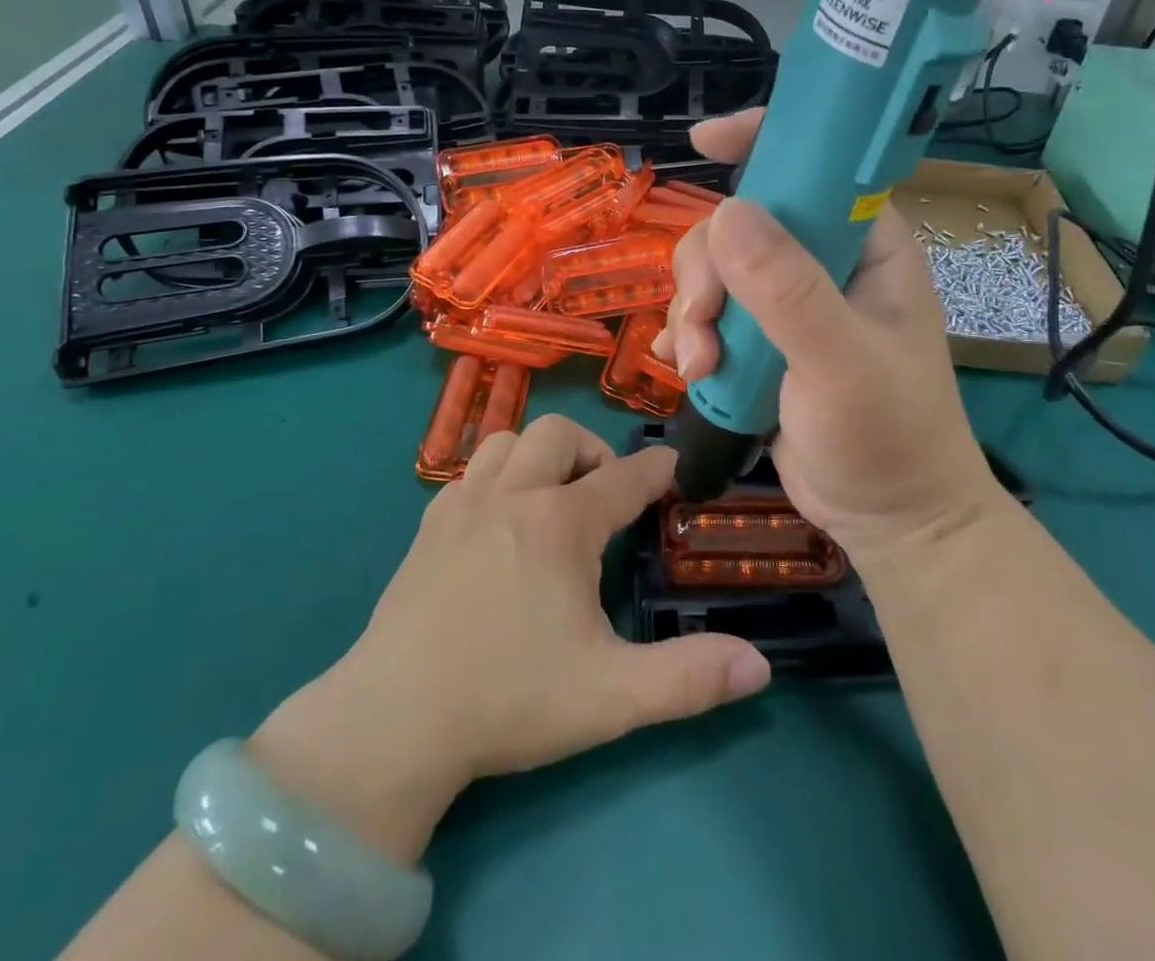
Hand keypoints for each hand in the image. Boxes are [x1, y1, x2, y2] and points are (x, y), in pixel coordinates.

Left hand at [252, 417, 770, 862]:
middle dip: (593, 450)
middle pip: (560, 433)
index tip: (676, 468)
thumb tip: (760, 666)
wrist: (394, 721)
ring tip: (553, 497)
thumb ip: (690, 678)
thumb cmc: (509, 698)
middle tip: (605, 496)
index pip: (625, 477)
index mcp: (561, 523)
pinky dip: (497, 476)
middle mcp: (513, 494)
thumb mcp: (612, 696)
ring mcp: (463, 504)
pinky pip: (470, 471)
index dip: (658, 469)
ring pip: (507, 439)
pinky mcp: (428, 526)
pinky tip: (500, 522)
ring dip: (539, 453)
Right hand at [655, 108, 1007, 565]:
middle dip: (707, 271)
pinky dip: (690, 337)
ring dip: (693, 315)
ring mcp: (788, 303)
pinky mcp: (761, 342)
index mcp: (865, 245)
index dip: (761, 141)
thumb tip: (726, 213)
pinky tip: (688, 371)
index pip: (815, 166)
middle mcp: (824, 262)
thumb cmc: (888, 436)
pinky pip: (708, 315)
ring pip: (714, 271)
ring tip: (701, 369)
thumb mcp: (841, 362)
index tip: (703, 141)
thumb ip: (788, 290)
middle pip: (740, 224)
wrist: (890, 520)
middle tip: (706, 324)